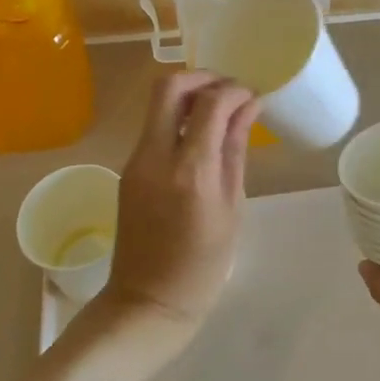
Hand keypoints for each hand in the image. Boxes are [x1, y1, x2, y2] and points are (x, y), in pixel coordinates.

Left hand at [101, 72, 260, 331]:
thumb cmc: (203, 266)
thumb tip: (248, 106)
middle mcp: (155, 157)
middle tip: (229, 91)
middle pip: (169, 86)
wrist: (147, 303)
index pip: (209, 103)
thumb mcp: (232, 207)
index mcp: (190, 172)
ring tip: (220, 113)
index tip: (252, 97)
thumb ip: (235, 149)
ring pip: (158, 104)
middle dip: (202, 77)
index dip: (234, 90)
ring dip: (190, 96)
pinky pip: (154, 128)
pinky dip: (179, 119)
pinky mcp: (128, 169)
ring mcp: (135, 161)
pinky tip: (201, 137)